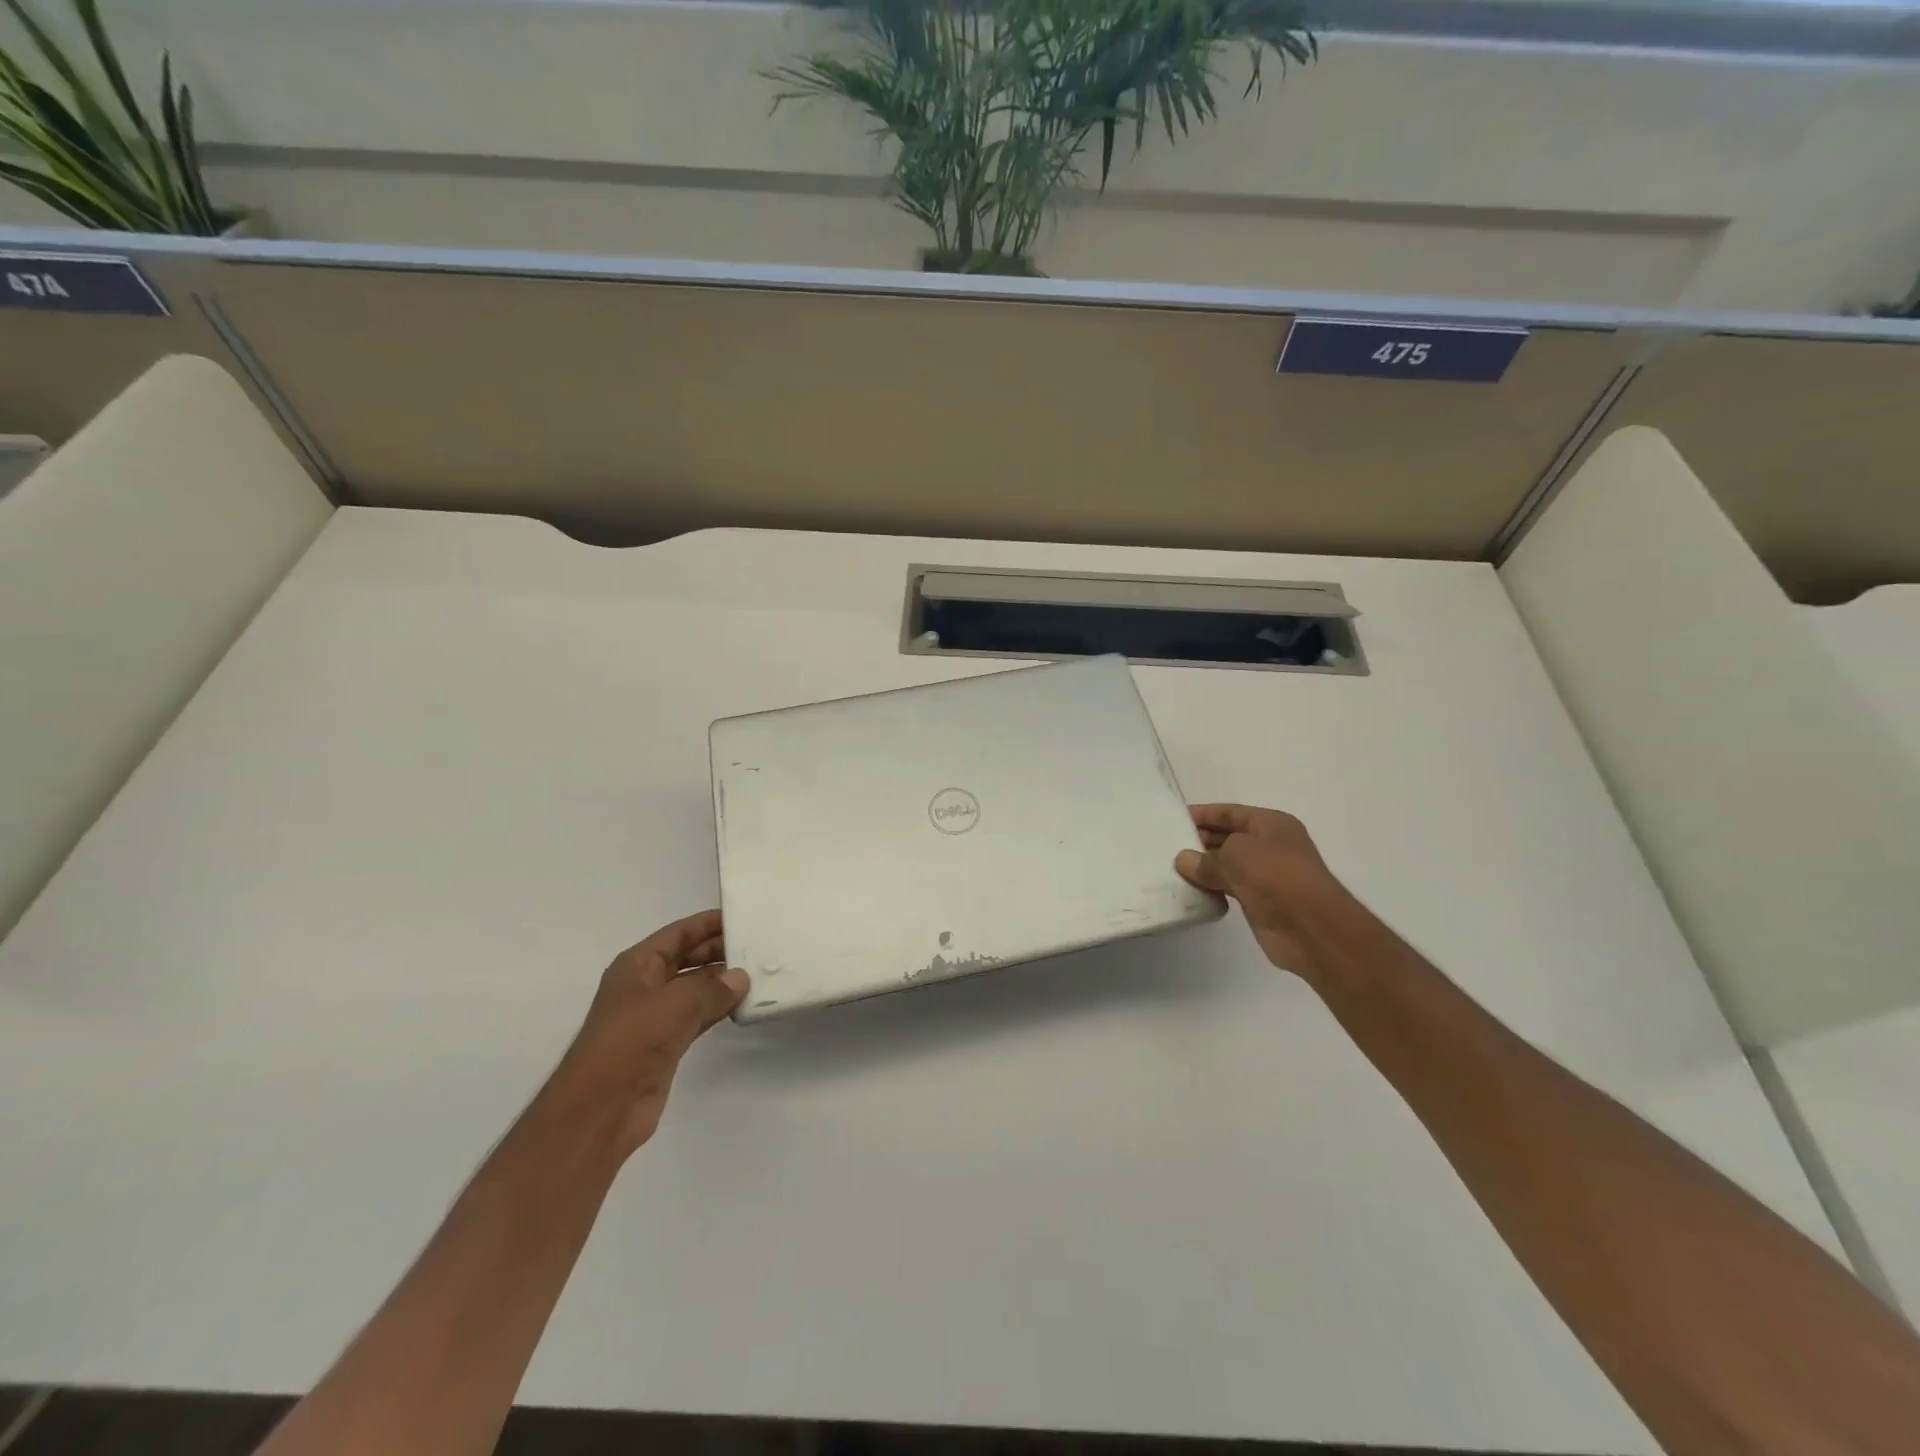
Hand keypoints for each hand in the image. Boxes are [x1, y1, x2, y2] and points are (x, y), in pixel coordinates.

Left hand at [548, 910, 747, 1157]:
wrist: (601, 1108)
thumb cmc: (632, 1041)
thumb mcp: (676, 1003)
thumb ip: (712, 987)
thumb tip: (740, 977)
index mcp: (637, 965)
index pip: (678, 933)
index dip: (708, 924)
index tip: (742, 917)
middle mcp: (645, 986)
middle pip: (687, 958)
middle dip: (719, 952)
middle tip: (758, 946)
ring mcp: (655, 1016)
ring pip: (695, 988)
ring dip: (723, 982)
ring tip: (759, 972)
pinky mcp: (667, 1044)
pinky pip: (698, 1016)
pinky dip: (719, 1008)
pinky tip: (743, 1004)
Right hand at [1173, 804, 1356, 980]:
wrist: (1310, 927)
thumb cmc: (1275, 876)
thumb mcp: (1234, 856)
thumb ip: (1205, 859)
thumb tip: (1183, 861)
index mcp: (1271, 824)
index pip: (1229, 813)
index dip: (1203, 814)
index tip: (1174, 820)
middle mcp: (1270, 845)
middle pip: (1228, 837)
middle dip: (1200, 840)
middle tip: (1167, 845)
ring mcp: (1267, 874)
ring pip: (1228, 864)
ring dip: (1204, 866)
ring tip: (1173, 867)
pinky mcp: (1261, 900)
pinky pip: (1230, 888)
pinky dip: (1212, 887)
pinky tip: (1191, 889)